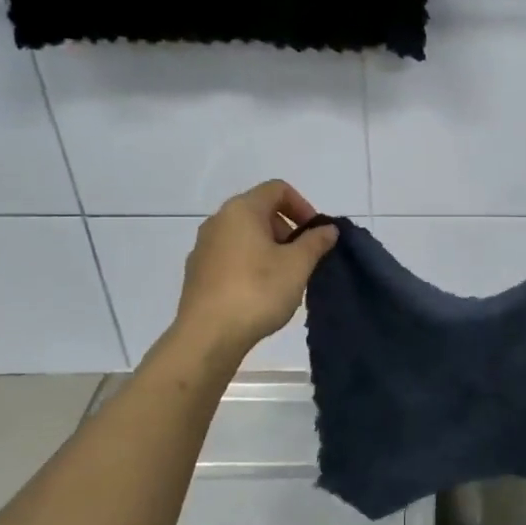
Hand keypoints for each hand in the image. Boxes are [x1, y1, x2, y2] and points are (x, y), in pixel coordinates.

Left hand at [170, 180, 337, 355]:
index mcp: (241, 210)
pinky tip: (260, 292)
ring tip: (285, 278)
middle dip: (287, 229)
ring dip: (270, 248)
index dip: (303, 206)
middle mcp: (218, 221)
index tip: (316, 234)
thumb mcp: (297, 265)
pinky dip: (250, 264)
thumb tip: (327, 229)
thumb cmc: (257, 291)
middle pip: (260, 211)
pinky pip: (231, 256)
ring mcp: (203, 247)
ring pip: (244, 235)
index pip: (277, 189)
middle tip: (303, 258)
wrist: (208, 336)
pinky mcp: (197, 273)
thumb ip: (315, 242)